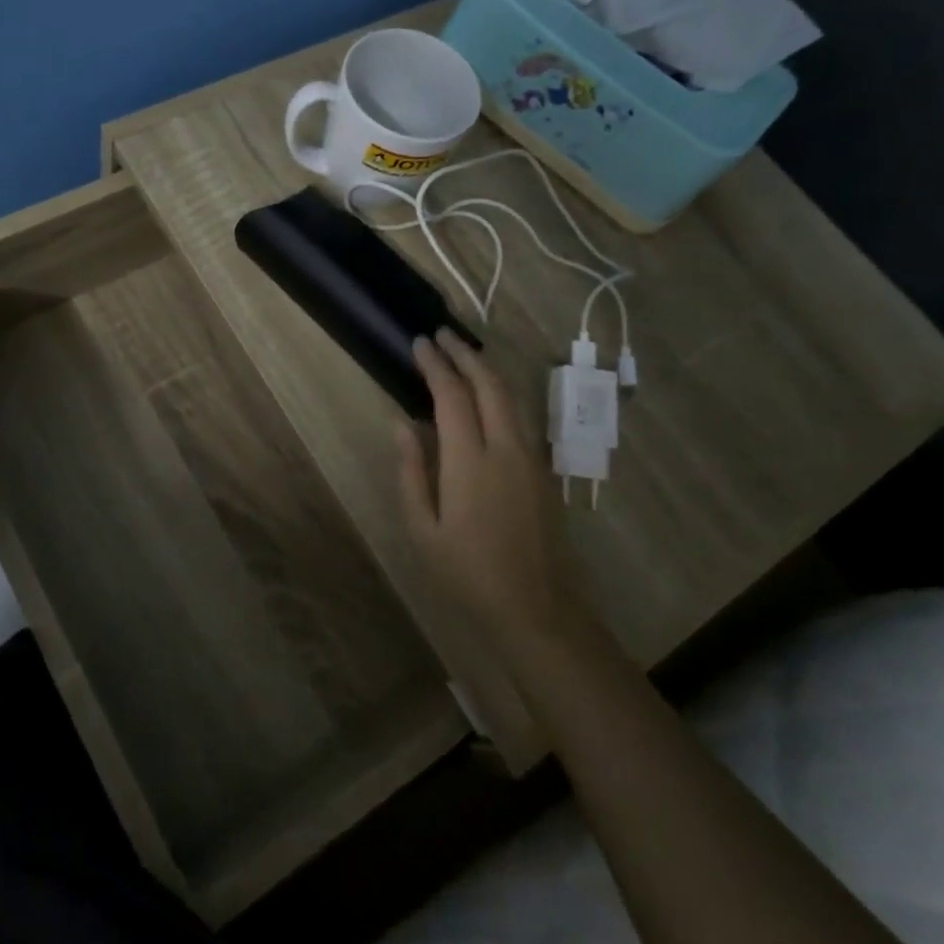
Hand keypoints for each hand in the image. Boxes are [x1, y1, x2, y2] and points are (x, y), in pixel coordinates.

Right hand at [397, 330, 582, 645]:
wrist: (536, 608)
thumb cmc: (467, 573)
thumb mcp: (422, 529)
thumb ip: (411, 471)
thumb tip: (401, 424)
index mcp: (471, 462)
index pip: (452, 396)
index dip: (435, 365)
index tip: (419, 343)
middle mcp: (506, 449)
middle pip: (489, 385)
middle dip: (464, 354)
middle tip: (440, 335)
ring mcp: (530, 458)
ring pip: (510, 397)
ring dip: (485, 370)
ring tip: (461, 354)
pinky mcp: (542, 471)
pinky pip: (518, 417)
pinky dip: (498, 393)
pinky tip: (482, 396)